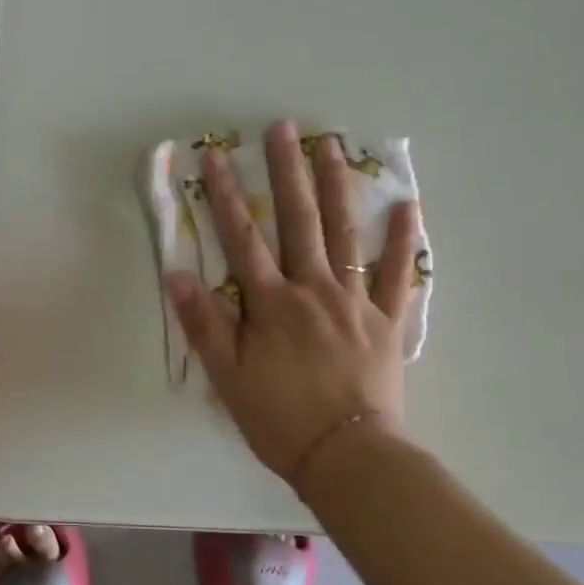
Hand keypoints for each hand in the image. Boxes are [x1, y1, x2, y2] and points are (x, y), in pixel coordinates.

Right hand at [166, 121, 422, 489]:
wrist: (348, 456)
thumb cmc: (280, 419)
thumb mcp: (228, 377)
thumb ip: (204, 324)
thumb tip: (177, 275)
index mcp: (272, 303)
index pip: (243, 239)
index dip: (226, 196)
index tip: (214, 156)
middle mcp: (313, 290)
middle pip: (298, 221)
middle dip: (287, 171)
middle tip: (283, 128)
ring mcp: (355, 301)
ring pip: (345, 234)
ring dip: (337, 187)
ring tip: (332, 145)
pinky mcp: (387, 320)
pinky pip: (400, 274)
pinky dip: (403, 239)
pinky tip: (407, 204)